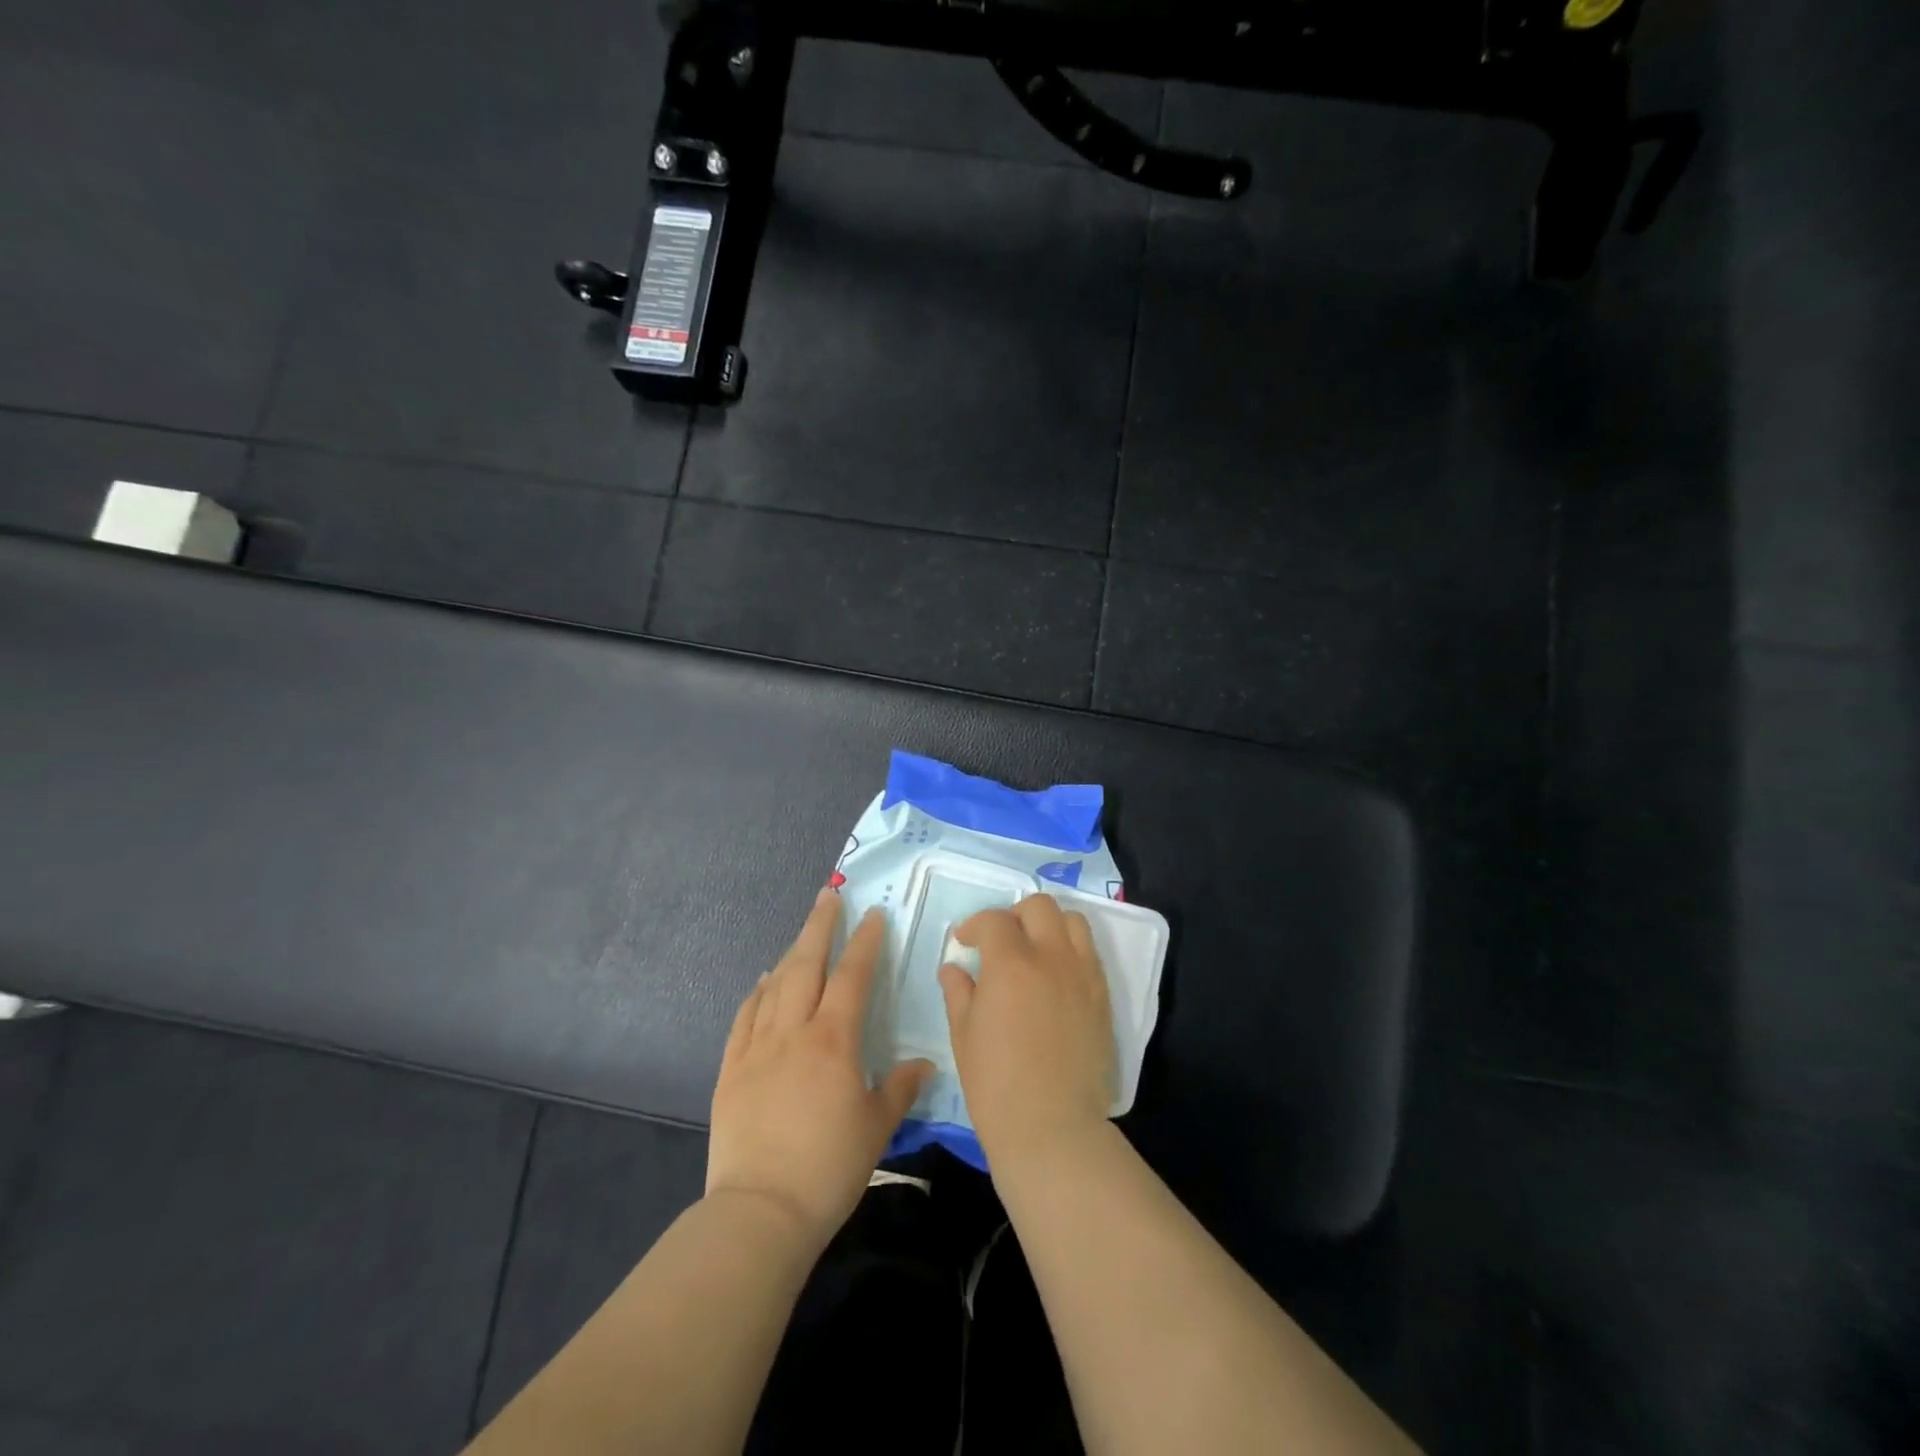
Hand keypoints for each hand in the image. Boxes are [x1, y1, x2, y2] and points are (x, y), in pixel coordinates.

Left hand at [708, 888, 932, 1244]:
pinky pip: (745, 1018)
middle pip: (806, 965)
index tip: (873, 914)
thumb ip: (899, 1089)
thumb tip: (924, 1064)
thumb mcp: (876, 1128)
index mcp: (833, 1041)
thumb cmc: (828, 1168)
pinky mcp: (731, 1070)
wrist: (760, 1211)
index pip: (852, 977)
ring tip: (802, 934)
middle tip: (829, 895)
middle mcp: (794, 1031)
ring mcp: (757, 1048)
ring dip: (791, 953)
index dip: (864, 942)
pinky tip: (763, 982)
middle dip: (819, 926)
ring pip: (775, 985)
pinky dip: (756, 993)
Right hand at [939, 893, 1115, 1170]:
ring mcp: (1083, 975)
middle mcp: (1052, 957)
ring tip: (1034, 950)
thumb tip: (954, 968)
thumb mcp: (964, 1036)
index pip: (994, 920)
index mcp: (1011, 964)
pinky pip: (1090, 954)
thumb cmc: (996, 1085)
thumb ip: (959, 993)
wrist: (1052, 1127)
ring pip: (1073, 921)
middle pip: (1040, 906)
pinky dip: (1071, 950)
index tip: (965, 942)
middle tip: (1001, 941)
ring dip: (1049, 925)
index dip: (975, 925)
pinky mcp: (1103, 997)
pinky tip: (1055, 976)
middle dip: (1015, 915)